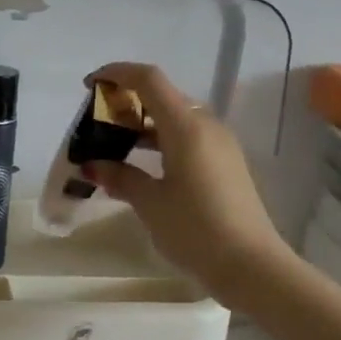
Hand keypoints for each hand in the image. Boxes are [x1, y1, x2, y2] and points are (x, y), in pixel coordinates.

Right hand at [81, 63, 294, 309]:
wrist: (251, 265)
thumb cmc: (195, 230)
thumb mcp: (150, 204)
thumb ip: (121, 177)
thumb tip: (94, 166)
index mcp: (187, 126)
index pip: (149, 80)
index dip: (117, 73)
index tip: (89, 85)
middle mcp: (206, 126)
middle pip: (163, 97)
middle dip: (127, 102)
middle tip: (97, 123)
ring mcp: (220, 145)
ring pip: (176, 119)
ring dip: (143, 125)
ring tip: (112, 147)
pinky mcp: (226, 165)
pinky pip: (188, 139)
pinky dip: (161, 143)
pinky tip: (141, 167)